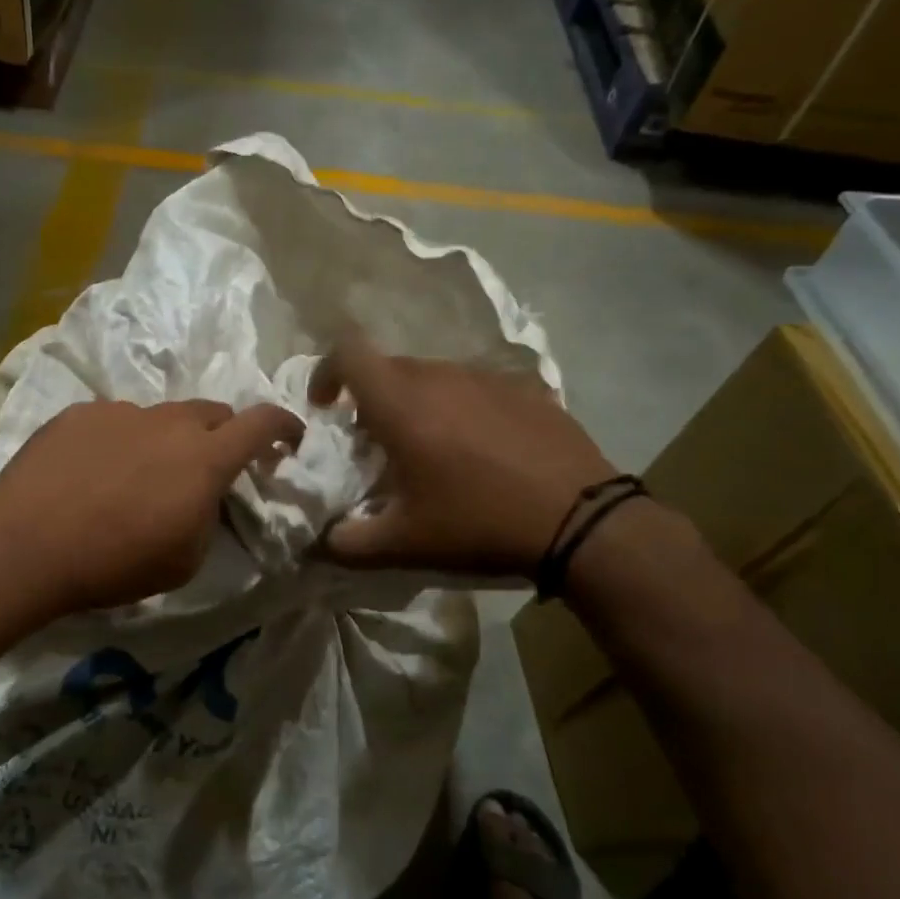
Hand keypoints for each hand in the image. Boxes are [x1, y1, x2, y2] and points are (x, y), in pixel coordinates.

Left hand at [0, 399, 305, 617]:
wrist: (25, 547)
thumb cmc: (114, 563)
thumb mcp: (184, 559)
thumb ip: (207, 516)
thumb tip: (201, 497)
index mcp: (204, 458)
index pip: (261, 423)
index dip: (284, 425)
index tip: (290, 437)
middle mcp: (167, 422)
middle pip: (213, 412)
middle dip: (223, 435)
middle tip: (210, 467)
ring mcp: (120, 412)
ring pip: (161, 417)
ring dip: (167, 440)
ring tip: (140, 478)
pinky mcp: (78, 414)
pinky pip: (116, 421)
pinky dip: (122, 441)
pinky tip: (95, 474)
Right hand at [309, 336, 615, 576]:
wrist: (581, 520)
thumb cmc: (478, 523)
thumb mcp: (403, 545)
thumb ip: (346, 543)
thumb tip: (318, 541)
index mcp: (401, 403)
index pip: (347, 353)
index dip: (326, 372)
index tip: (326, 408)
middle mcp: (440, 376)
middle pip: (390, 368)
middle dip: (371, 398)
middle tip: (377, 443)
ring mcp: (487, 377)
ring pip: (434, 376)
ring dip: (417, 403)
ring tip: (431, 449)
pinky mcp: (526, 388)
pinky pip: (475, 388)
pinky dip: (461, 409)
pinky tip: (481, 450)